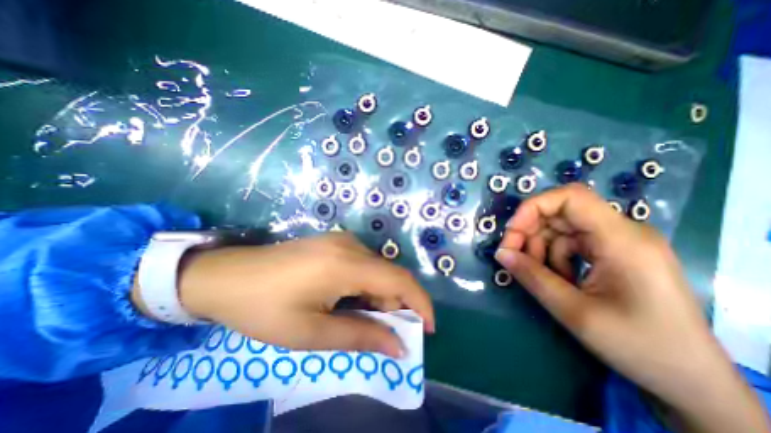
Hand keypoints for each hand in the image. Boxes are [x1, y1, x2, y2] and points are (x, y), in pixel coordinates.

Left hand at [134, 234, 431, 357]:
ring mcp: (342, 240)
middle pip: (389, 275)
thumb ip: (359, 336)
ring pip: (377, 269)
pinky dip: (367, 284)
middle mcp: (351, 245)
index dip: (420, 303)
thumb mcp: (311, 332)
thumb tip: (398, 346)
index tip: (427, 329)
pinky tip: (350, 299)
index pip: (399, 280)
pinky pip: (363, 263)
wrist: (226, 275)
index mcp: (347, 264)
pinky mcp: (334, 242)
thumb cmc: (264, 307)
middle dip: (396, 305)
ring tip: (364, 320)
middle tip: (386, 334)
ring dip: (380, 296)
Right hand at [498, 185, 766, 432]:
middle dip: (529, 231)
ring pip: (560, 229)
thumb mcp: (575, 312)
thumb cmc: (639, 346)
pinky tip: (557, 279)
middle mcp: (621, 232)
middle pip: (560, 213)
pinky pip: (569, 243)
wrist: (691, 380)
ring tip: (537, 274)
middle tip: (512, 256)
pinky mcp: (611, 253)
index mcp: (622, 240)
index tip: (511, 233)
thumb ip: (532, 277)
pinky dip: (553, 257)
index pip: (570, 197)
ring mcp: (616, 242)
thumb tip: (501, 253)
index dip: (533, 207)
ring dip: (539, 247)